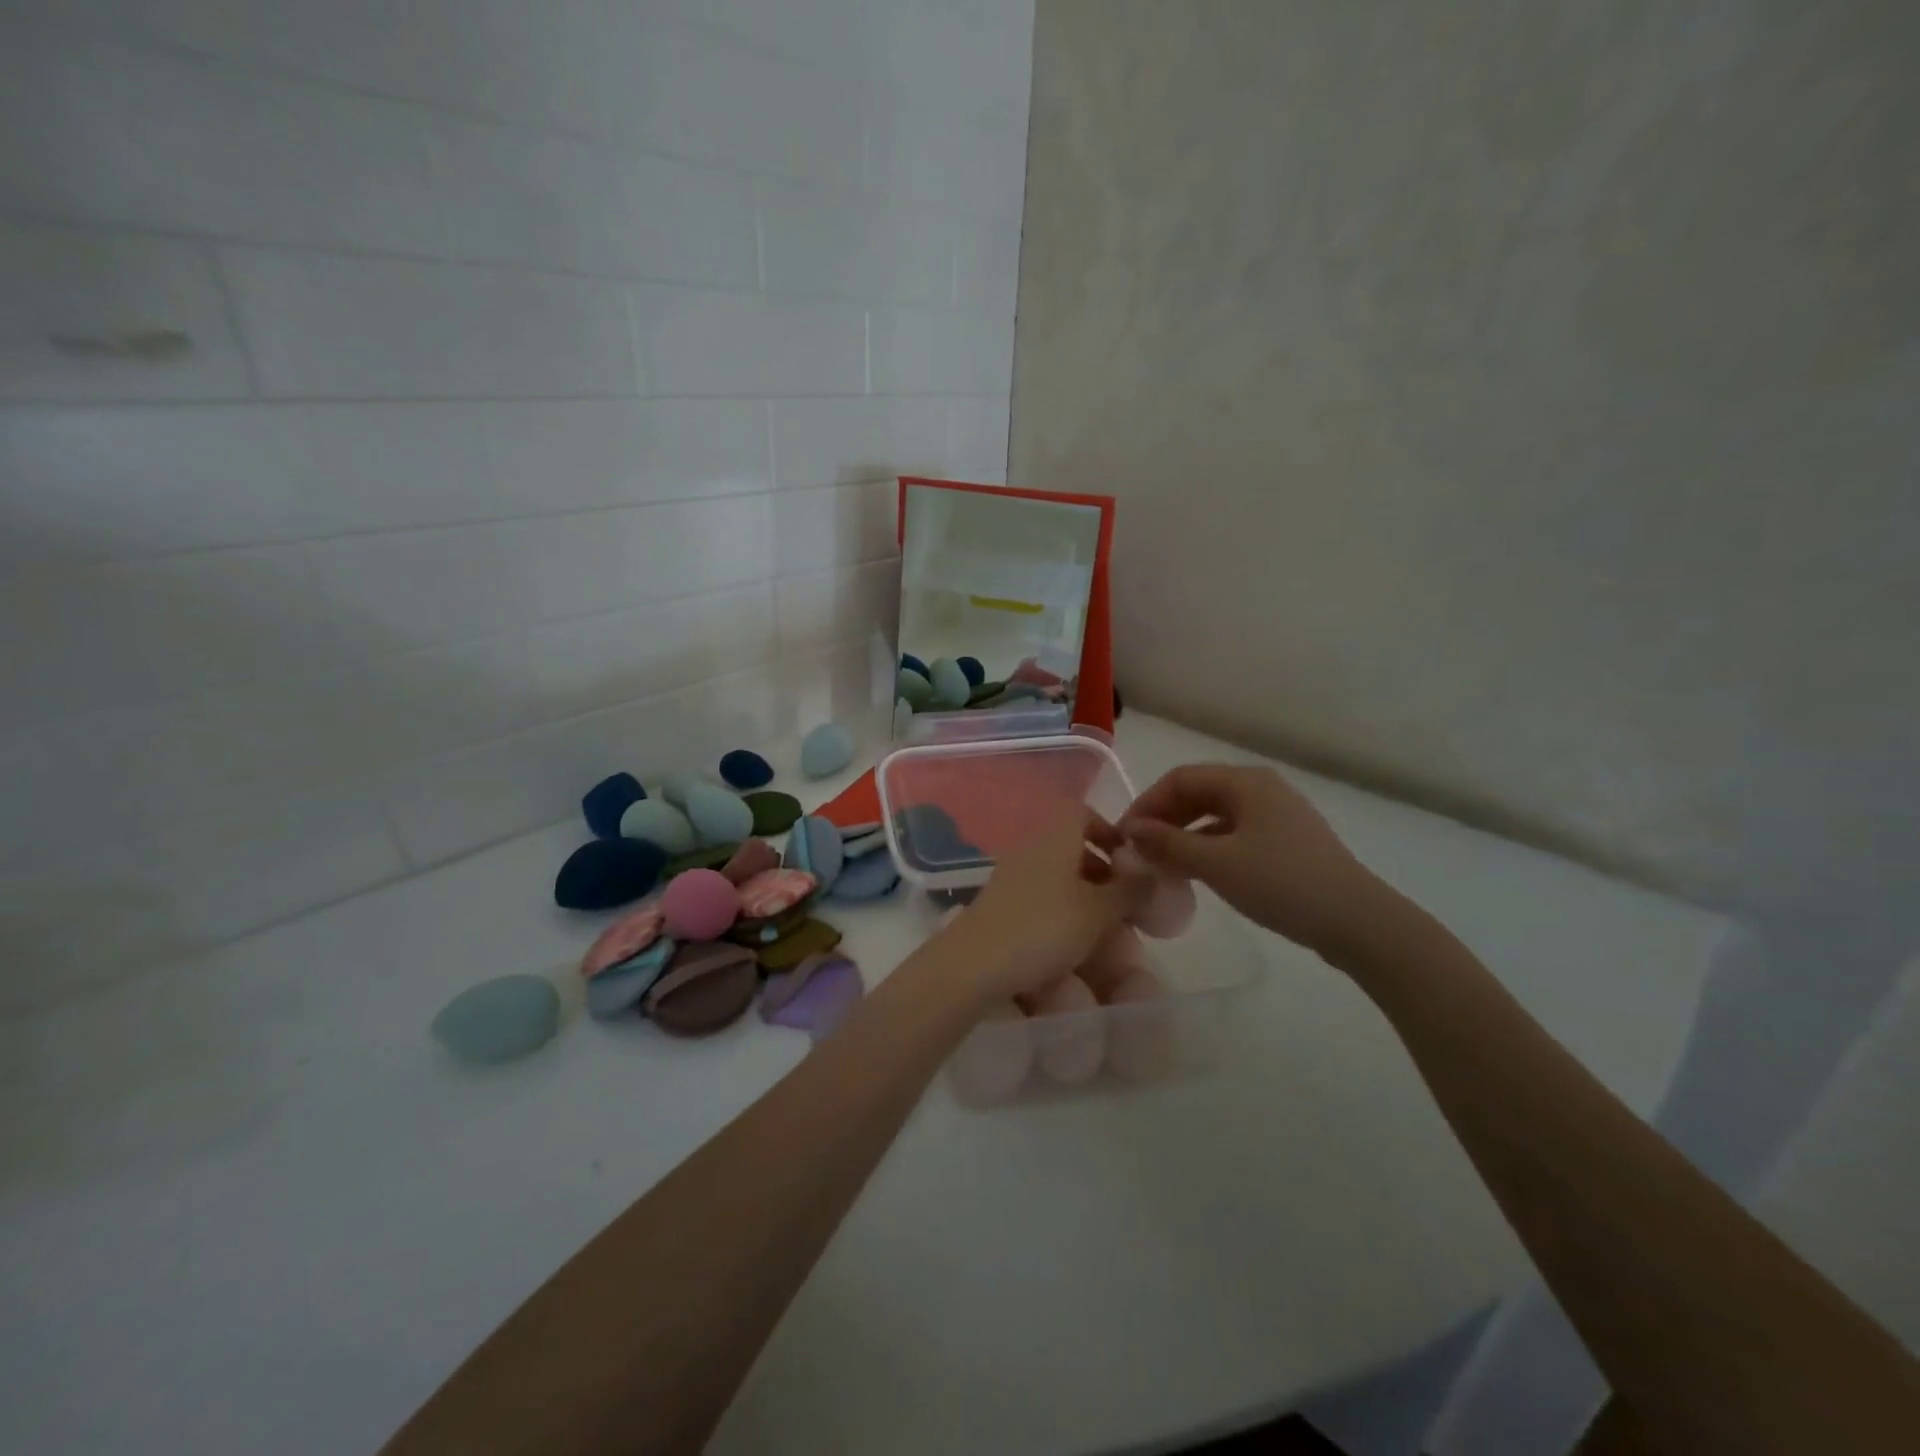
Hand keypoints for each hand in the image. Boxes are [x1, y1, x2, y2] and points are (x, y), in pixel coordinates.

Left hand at [933, 809, 1147, 1006]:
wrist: (973, 964)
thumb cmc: (1043, 928)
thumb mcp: (1098, 912)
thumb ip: (1129, 890)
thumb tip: (1151, 871)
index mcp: (1054, 838)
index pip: (1082, 813)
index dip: (1109, 830)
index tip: (1130, 861)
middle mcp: (1030, 849)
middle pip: (1071, 848)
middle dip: (1102, 872)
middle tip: (1125, 904)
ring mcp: (1011, 877)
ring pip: (1057, 877)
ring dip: (1084, 897)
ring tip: (1104, 931)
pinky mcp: (999, 906)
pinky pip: (1039, 899)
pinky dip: (1060, 914)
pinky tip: (1071, 946)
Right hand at [1121, 763, 1387, 958]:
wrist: (1357, 921)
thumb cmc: (1281, 882)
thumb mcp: (1216, 863)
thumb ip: (1168, 844)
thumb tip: (1131, 831)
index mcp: (1245, 782)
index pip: (1180, 778)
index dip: (1147, 803)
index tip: (1125, 835)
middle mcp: (1261, 789)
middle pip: (1199, 793)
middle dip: (1164, 819)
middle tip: (1139, 850)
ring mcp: (1278, 816)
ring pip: (1216, 816)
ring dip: (1184, 835)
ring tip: (1161, 865)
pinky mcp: (1287, 843)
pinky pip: (1235, 835)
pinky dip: (1208, 848)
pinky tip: (1196, 874)